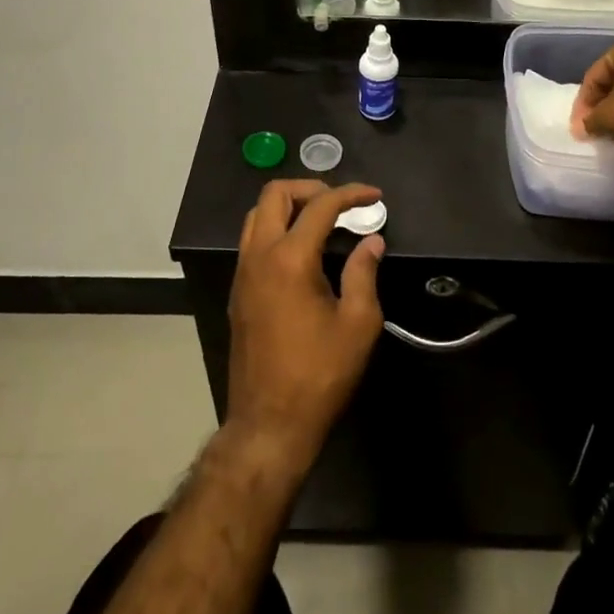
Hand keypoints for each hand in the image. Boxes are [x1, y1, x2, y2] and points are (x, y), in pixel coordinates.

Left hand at [226, 180, 386, 473]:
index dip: (350, 193)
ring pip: (257, 215)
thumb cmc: (320, 375)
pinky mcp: (238, 292)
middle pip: (275, 194)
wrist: (269, 425)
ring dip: (289, 206)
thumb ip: (365, 273)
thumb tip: (371, 241)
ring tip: (323, 221)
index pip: (320, 206)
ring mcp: (243, 273)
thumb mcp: (358, 324)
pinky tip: (304, 251)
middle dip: (310, 188)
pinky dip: (277, 228)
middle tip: (340, 203)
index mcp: (290, 259)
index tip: (374, 196)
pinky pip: (253, 240)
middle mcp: (259, 256)